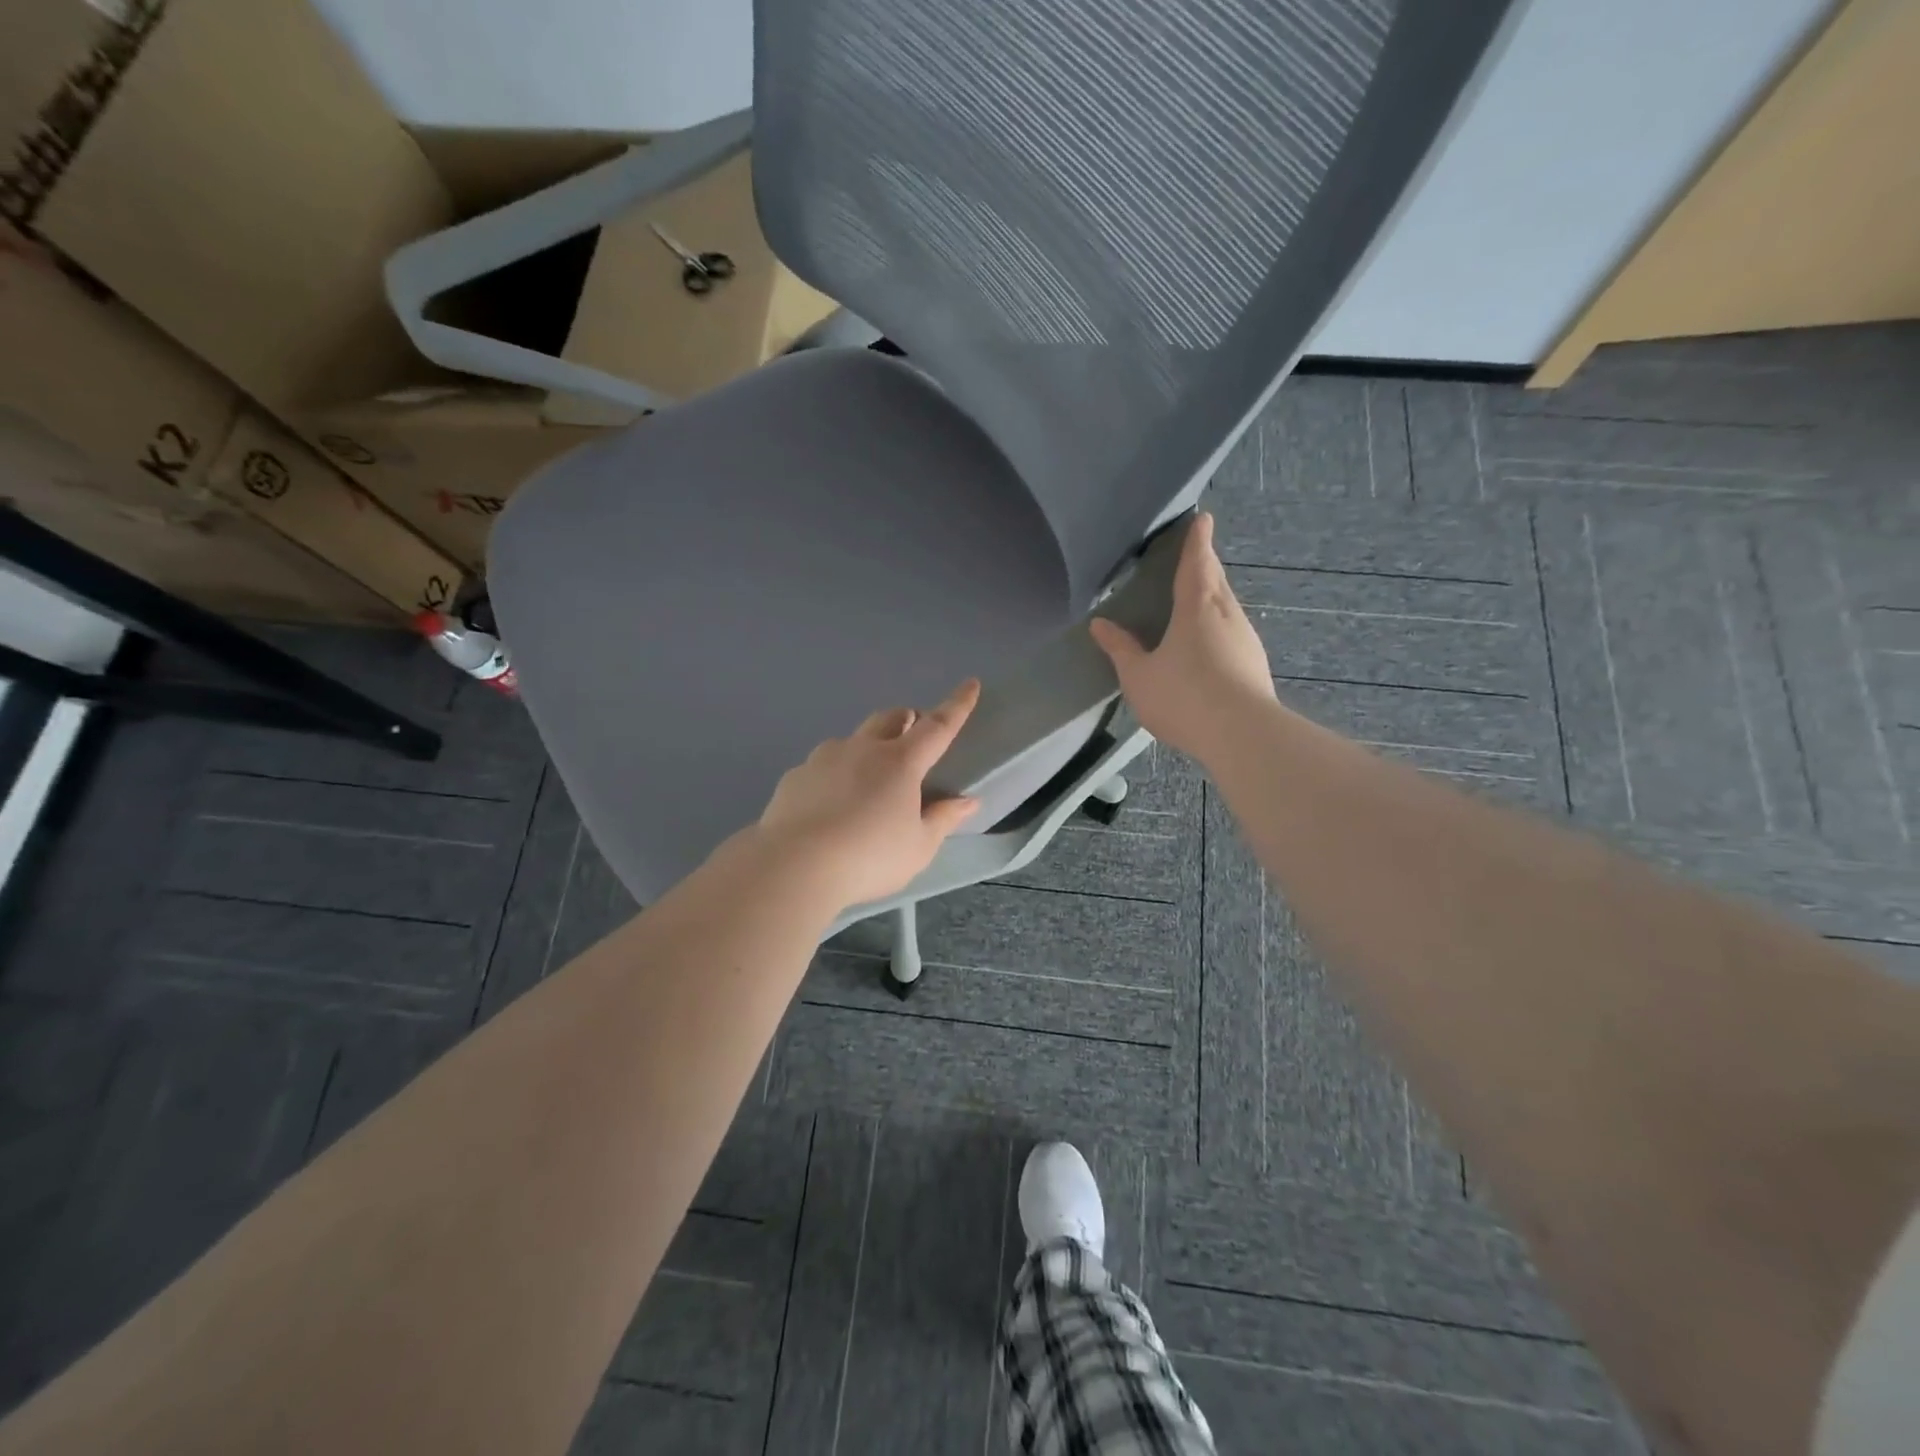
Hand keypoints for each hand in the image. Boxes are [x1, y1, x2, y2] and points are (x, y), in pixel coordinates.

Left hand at [755, 679, 982, 909]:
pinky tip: (830, 802)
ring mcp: (824, 758)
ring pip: (853, 738)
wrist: (793, 866)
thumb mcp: (918, 847)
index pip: (937, 726)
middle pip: (890, 717)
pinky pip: (822, 764)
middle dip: (907, 719)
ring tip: (868, 777)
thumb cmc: (869, 858)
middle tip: (914, 736)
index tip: (970, 685)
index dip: (957, 705)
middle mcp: (863, 749)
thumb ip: (943, 819)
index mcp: (901, 763)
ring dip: (868, 745)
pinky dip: (835, 773)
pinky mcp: (795, 775)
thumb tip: (967, 801)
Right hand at [1089, 512, 1275, 764]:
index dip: (1197, 541)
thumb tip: (1100, 624)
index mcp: (1197, 607)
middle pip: (1217, 581)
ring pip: (1228, 607)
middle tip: (1196, 556)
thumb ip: (1121, 649)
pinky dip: (1221, 626)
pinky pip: (1234, 632)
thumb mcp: (1139, 676)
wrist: (1242, 735)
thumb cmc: (1183, 696)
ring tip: (1198, 599)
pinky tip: (1211, 644)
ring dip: (1214, 597)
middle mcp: (1227, 615)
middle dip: (1206, 566)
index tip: (1202, 519)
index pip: (1197, 563)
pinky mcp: (1255, 664)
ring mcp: (1246, 640)